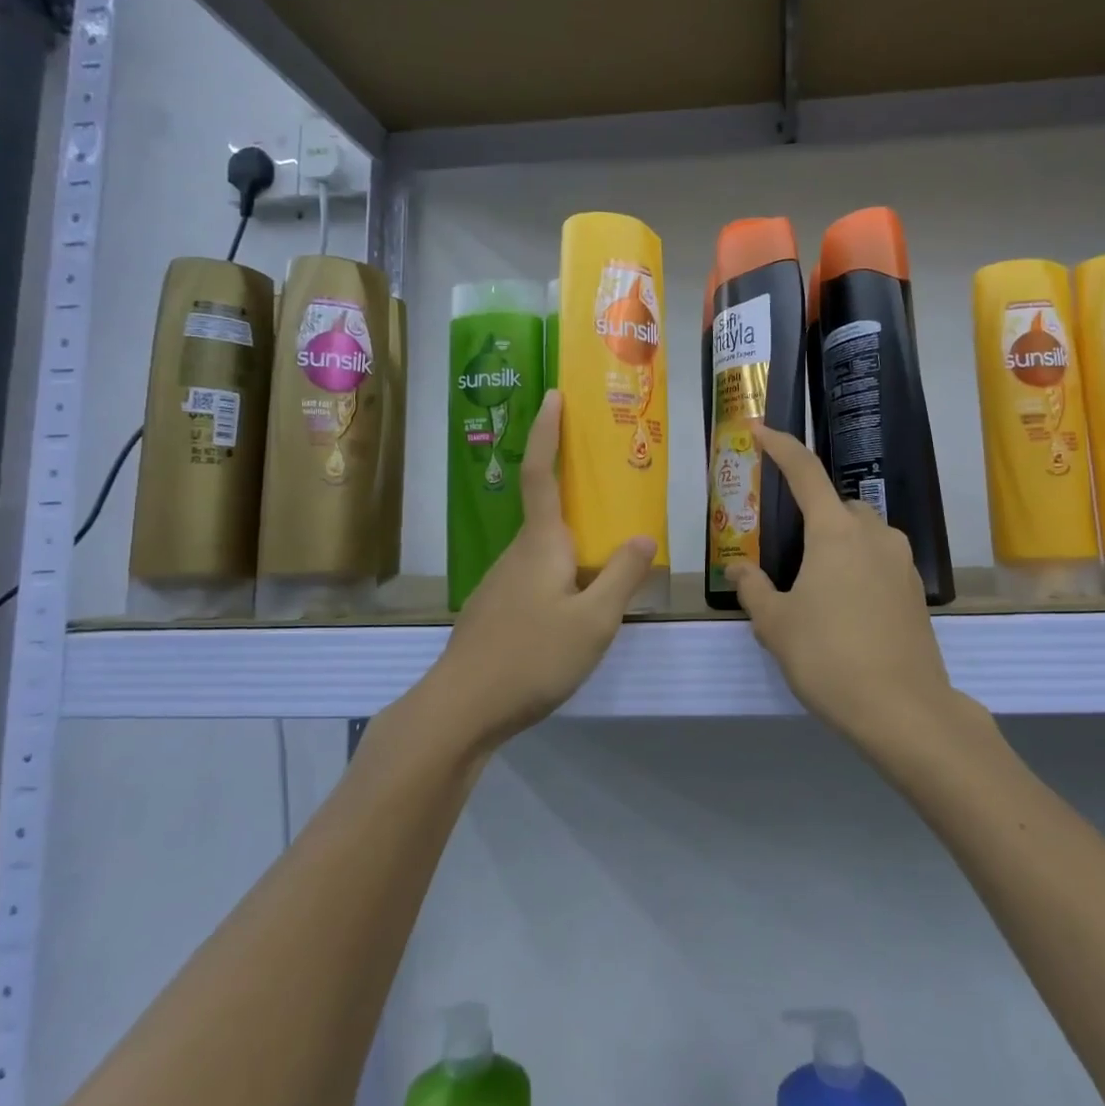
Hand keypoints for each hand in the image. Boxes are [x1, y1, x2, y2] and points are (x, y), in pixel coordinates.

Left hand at [429, 391, 656, 749]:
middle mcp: (517, 554)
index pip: (543, 473)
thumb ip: (621, 577)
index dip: (547, 432)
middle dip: (572, 490)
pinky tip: (575, 608)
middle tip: (611, 488)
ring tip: (605, 557)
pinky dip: (559, 574)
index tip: (553, 395)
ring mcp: (500, 584)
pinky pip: (534, 577)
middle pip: (546, 511)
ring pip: (543, 551)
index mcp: (541, 544)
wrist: (461, 709)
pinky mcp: (494, 612)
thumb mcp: (594, 621)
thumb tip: (643, 537)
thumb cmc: (532, 657)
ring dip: (570, 542)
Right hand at [727, 424, 952, 742]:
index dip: (780, 446)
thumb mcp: (776, 624)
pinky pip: (881, 561)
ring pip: (865, 533)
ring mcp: (901, 562)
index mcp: (835, 532)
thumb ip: (754, 590)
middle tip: (788, 548)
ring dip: (839, 541)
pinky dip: (860, 567)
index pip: (805, 472)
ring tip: (816, 583)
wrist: (903, 710)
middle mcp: (873, 535)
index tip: (759, 428)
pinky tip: (845, 607)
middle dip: (814, 512)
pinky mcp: (916, 592)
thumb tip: (740, 570)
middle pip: (839, 504)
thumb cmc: (829, 657)